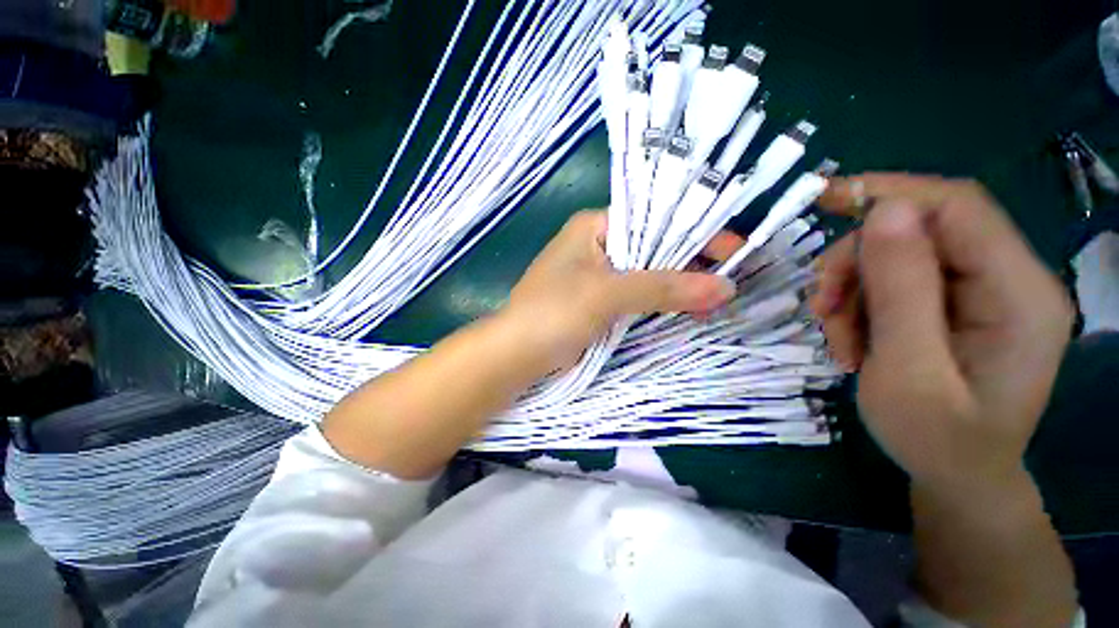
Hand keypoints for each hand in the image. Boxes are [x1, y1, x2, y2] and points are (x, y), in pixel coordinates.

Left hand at [504, 210, 738, 372]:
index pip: (655, 218)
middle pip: (654, 246)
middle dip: (690, 262)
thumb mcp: (607, 294)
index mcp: (595, 226)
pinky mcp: (599, 301)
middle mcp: (598, 244)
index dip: (695, 231)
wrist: (516, 353)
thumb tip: (724, 287)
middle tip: (731, 277)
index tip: (735, 249)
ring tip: (717, 296)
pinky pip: (637, 295)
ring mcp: (598, 274)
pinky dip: (660, 301)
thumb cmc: (554, 313)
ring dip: (678, 284)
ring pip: (648, 273)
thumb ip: (663, 288)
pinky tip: (687, 308)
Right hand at [811, 175, 1072, 489]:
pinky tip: (850, 340)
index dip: (890, 193)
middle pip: (919, 233)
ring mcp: (982, 292)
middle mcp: (1009, 280)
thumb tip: (885, 211)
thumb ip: (902, 291)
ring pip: (896, 259)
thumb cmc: (937, 440)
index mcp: (1019, 293)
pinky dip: (859, 306)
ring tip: (835, 338)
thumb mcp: (909, 372)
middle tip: (821, 308)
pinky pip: (894, 283)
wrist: (956, 477)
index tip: (822, 200)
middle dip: (856, 264)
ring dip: (851, 292)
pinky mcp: (956, 305)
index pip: (957, 208)